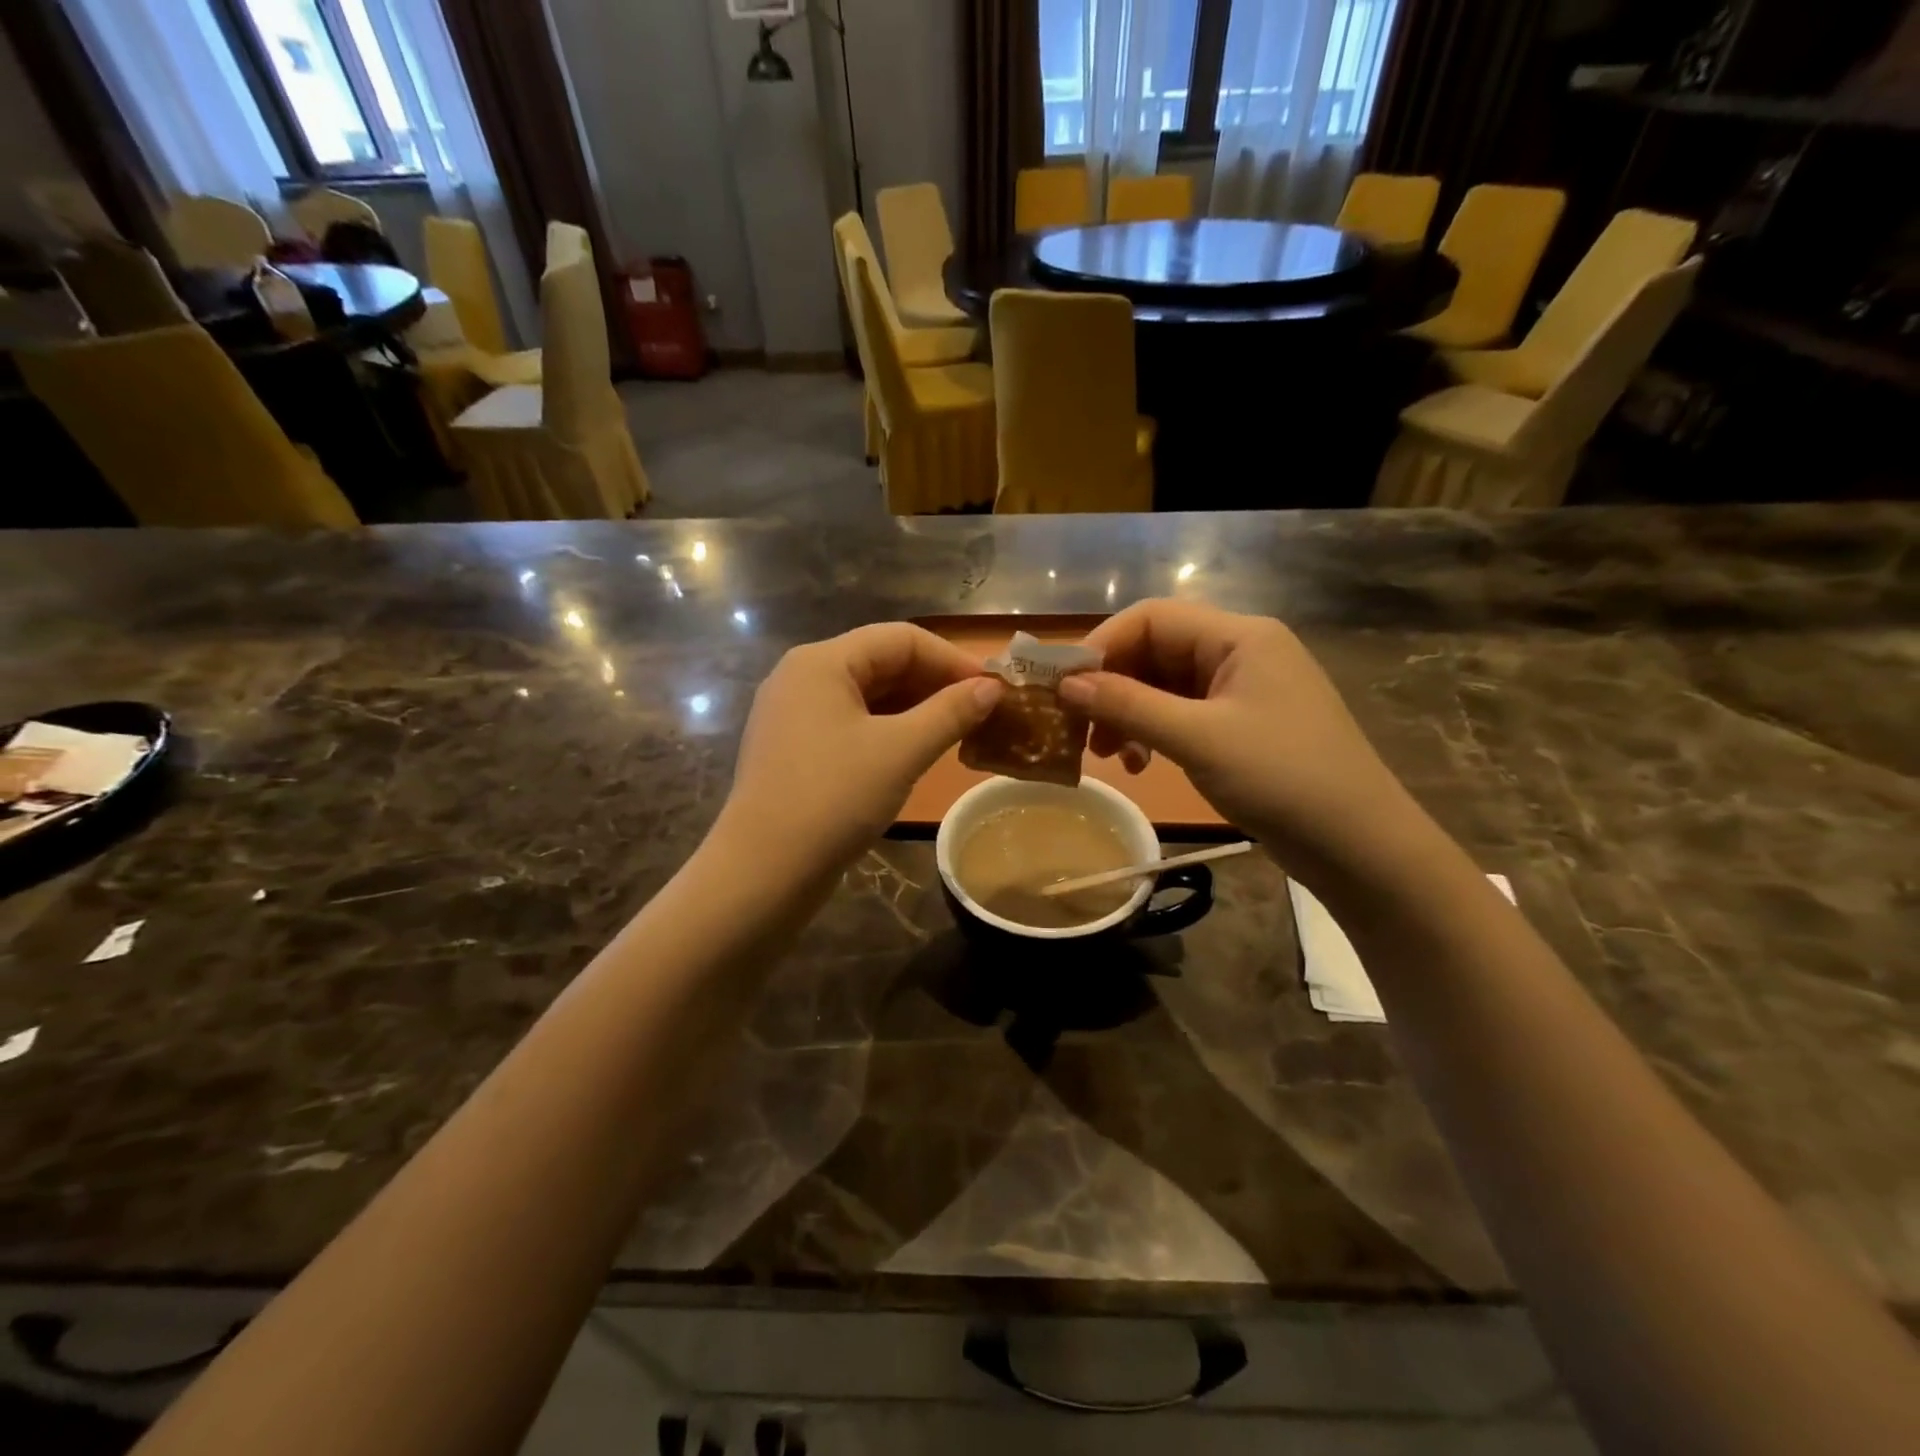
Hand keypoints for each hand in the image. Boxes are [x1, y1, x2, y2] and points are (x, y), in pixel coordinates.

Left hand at [722, 623, 1002, 870]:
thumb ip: (951, 713)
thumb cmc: (834, 799)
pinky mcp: (794, 750)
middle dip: (935, 684)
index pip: (901, 639)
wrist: (763, 872)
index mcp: (821, 662)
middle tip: (981, 712)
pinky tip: (917, 752)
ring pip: (867, 696)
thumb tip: (992, 688)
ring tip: (958, 732)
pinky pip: (851, 724)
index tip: (993, 689)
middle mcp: (802, 677)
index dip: (952, 659)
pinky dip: (888, 731)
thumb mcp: (901, 751)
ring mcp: (793, 715)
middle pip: (882, 663)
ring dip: (915, 709)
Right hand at [1060, 599, 1417, 869]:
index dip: (1100, 646)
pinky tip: (1142, 764)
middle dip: (1112, 687)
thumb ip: (1128, 705)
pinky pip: (1184, 715)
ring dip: (1129, 714)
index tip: (1061, 686)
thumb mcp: (1197, 738)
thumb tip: (1065, 684)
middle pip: (1156, 651)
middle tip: (1079, 729)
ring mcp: (1244, 691)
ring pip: (1165, 686)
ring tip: (1109, 755)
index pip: (1151, 618)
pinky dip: (1154, 733)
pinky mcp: (1243, 726)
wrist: (1361, 846)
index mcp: (1239, 636)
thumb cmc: (1282, 779)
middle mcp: (1241, 652)